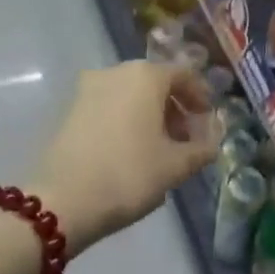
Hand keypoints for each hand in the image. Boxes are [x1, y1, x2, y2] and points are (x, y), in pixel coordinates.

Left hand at [30, 62, 219, 252]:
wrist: (62, 201)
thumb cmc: (129, 174)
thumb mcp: (175, 166)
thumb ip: (201, 150)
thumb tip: (212, 144)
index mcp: (145, 76)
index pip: (183, 75)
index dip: (200, 97)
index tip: (207, 121)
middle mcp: (116, 72)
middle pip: (155, 82)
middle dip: (174, 107)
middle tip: (185, 138)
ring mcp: (87, 89)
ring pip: (130, 94)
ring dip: (149, 114)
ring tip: (159, 148)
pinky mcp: (69, 110)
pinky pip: (108, 106)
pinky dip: (125, 120)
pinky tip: (130, 150)